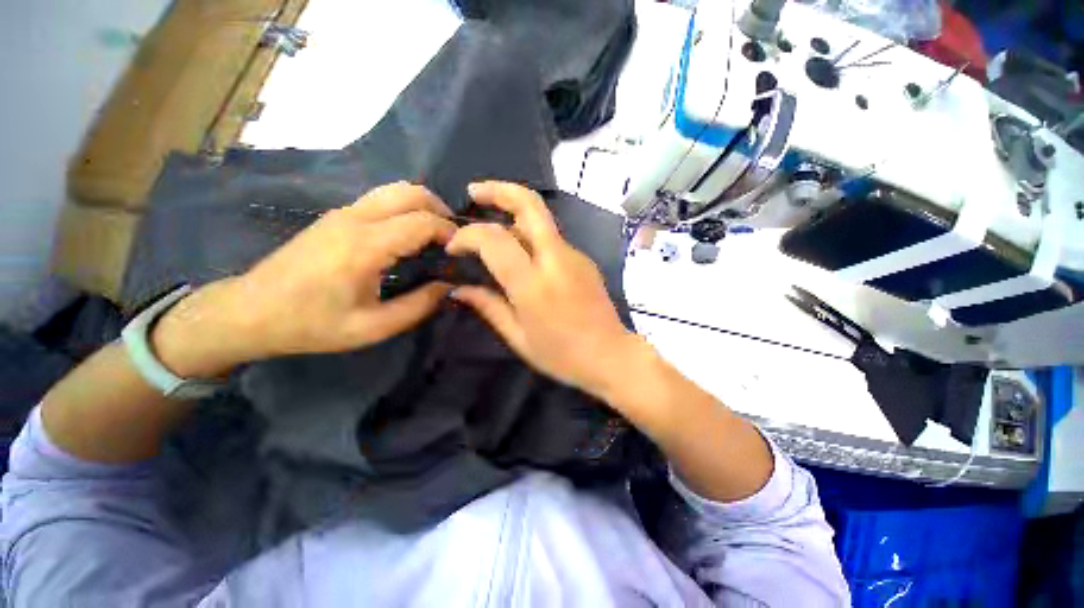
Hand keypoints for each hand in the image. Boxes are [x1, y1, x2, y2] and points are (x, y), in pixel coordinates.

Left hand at [153, 182, 456, 376]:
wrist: (250, 311)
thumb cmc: (311, 324)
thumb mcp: (372, 327)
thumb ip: (418, 306)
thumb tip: (449, 287)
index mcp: (365, 246)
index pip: (422, 221)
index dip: (450, 232)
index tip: (463, 251)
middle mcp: (355, 219)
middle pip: (410, 192)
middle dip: (441, 209)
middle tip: (454, 238)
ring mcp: (343, 213)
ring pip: (395, 190)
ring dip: (423, 206)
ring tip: (437, 234)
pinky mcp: (336, 216)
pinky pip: (381, 199)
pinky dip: (406, 208)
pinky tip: (409, 234)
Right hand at [446, 181, 635, 395]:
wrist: (610, 355)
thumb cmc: (562, 355)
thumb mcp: (518, 337)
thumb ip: (488, 307)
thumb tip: (458, 289)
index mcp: (534, 285)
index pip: (495, 240)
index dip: (467, 235)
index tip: (453, 247)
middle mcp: (555, 260)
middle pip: (530, 205)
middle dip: (498, 190)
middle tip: (473, 193)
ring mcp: (574, 255)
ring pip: (540, 219)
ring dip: (513, 212)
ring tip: (491, 221)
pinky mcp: (583, 258)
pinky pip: (550, 238)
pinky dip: (529, 235)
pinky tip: (520, 253)